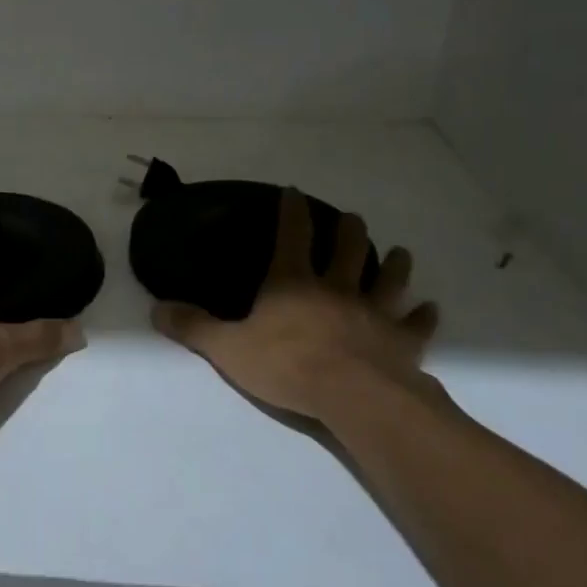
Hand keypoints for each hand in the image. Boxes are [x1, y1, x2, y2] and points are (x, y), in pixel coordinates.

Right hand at [151, 188, 440, 424]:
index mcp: (293, 283)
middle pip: (348, 249)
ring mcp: (374, 313)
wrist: (353, 396)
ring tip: (400, 252)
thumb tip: (156, 309)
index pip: (292, 235)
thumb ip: (194, 327)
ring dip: (395, 265)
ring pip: (388, 280)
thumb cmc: (287, 365)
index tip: (293, 191)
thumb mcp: (228, 348)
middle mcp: (337, 288)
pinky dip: (424, 317)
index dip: (291, 211)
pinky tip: (431, 309)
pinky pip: (417, 326)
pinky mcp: (402, 342)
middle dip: (349, 230)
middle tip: (352, 218)